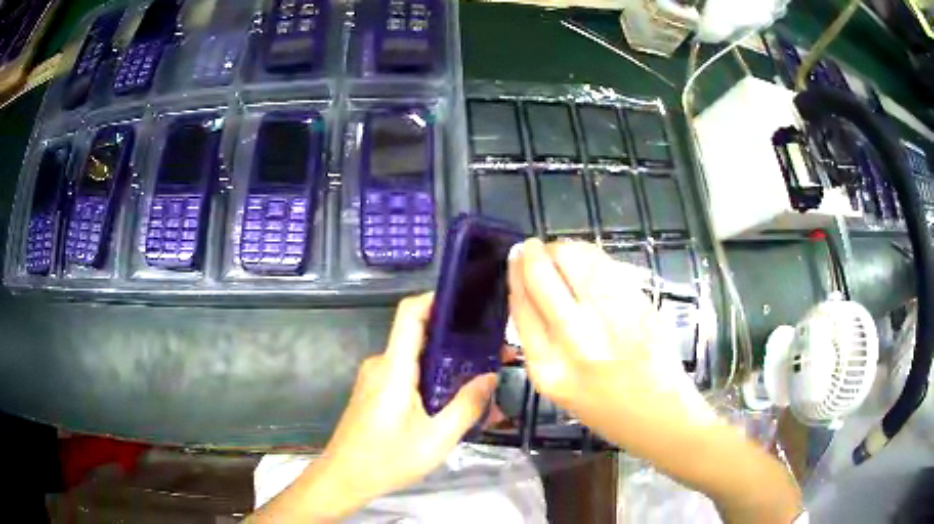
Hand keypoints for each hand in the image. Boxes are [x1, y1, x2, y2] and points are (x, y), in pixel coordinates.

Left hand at [268, 293, 497, 519]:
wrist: (344, 478)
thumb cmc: (387, 459)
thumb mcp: (437, 438)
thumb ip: (467, 405)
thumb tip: (491, 376)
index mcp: (393, 367)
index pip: (410, 313)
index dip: (436, 298)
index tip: (468, 302)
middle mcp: (381, 364)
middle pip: (419, 336)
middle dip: (456, 341)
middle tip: (492, 354)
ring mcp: (375, 378)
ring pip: (415, 359)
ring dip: (446, 366)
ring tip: (479, 382)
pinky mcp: (375, 392)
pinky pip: (407, 375)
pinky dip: (431, 381)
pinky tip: (451, 402)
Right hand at [508, 239, 716, 455]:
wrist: (661, 416)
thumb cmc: (606, 411)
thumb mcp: (559, 389)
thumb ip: (541, 343)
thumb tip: (527, 292)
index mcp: (549, 370)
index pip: (521, 307)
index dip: (515, 276)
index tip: (514, 260)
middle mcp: (577, 343)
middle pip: (542, 278)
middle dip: (533, 253)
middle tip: (532, 247)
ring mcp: (611, 320)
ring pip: (575, 262)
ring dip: (562, 248)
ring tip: (559, 251)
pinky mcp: (640, 305)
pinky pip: (606, 266)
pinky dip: (590, 254)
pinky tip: (585, 256)